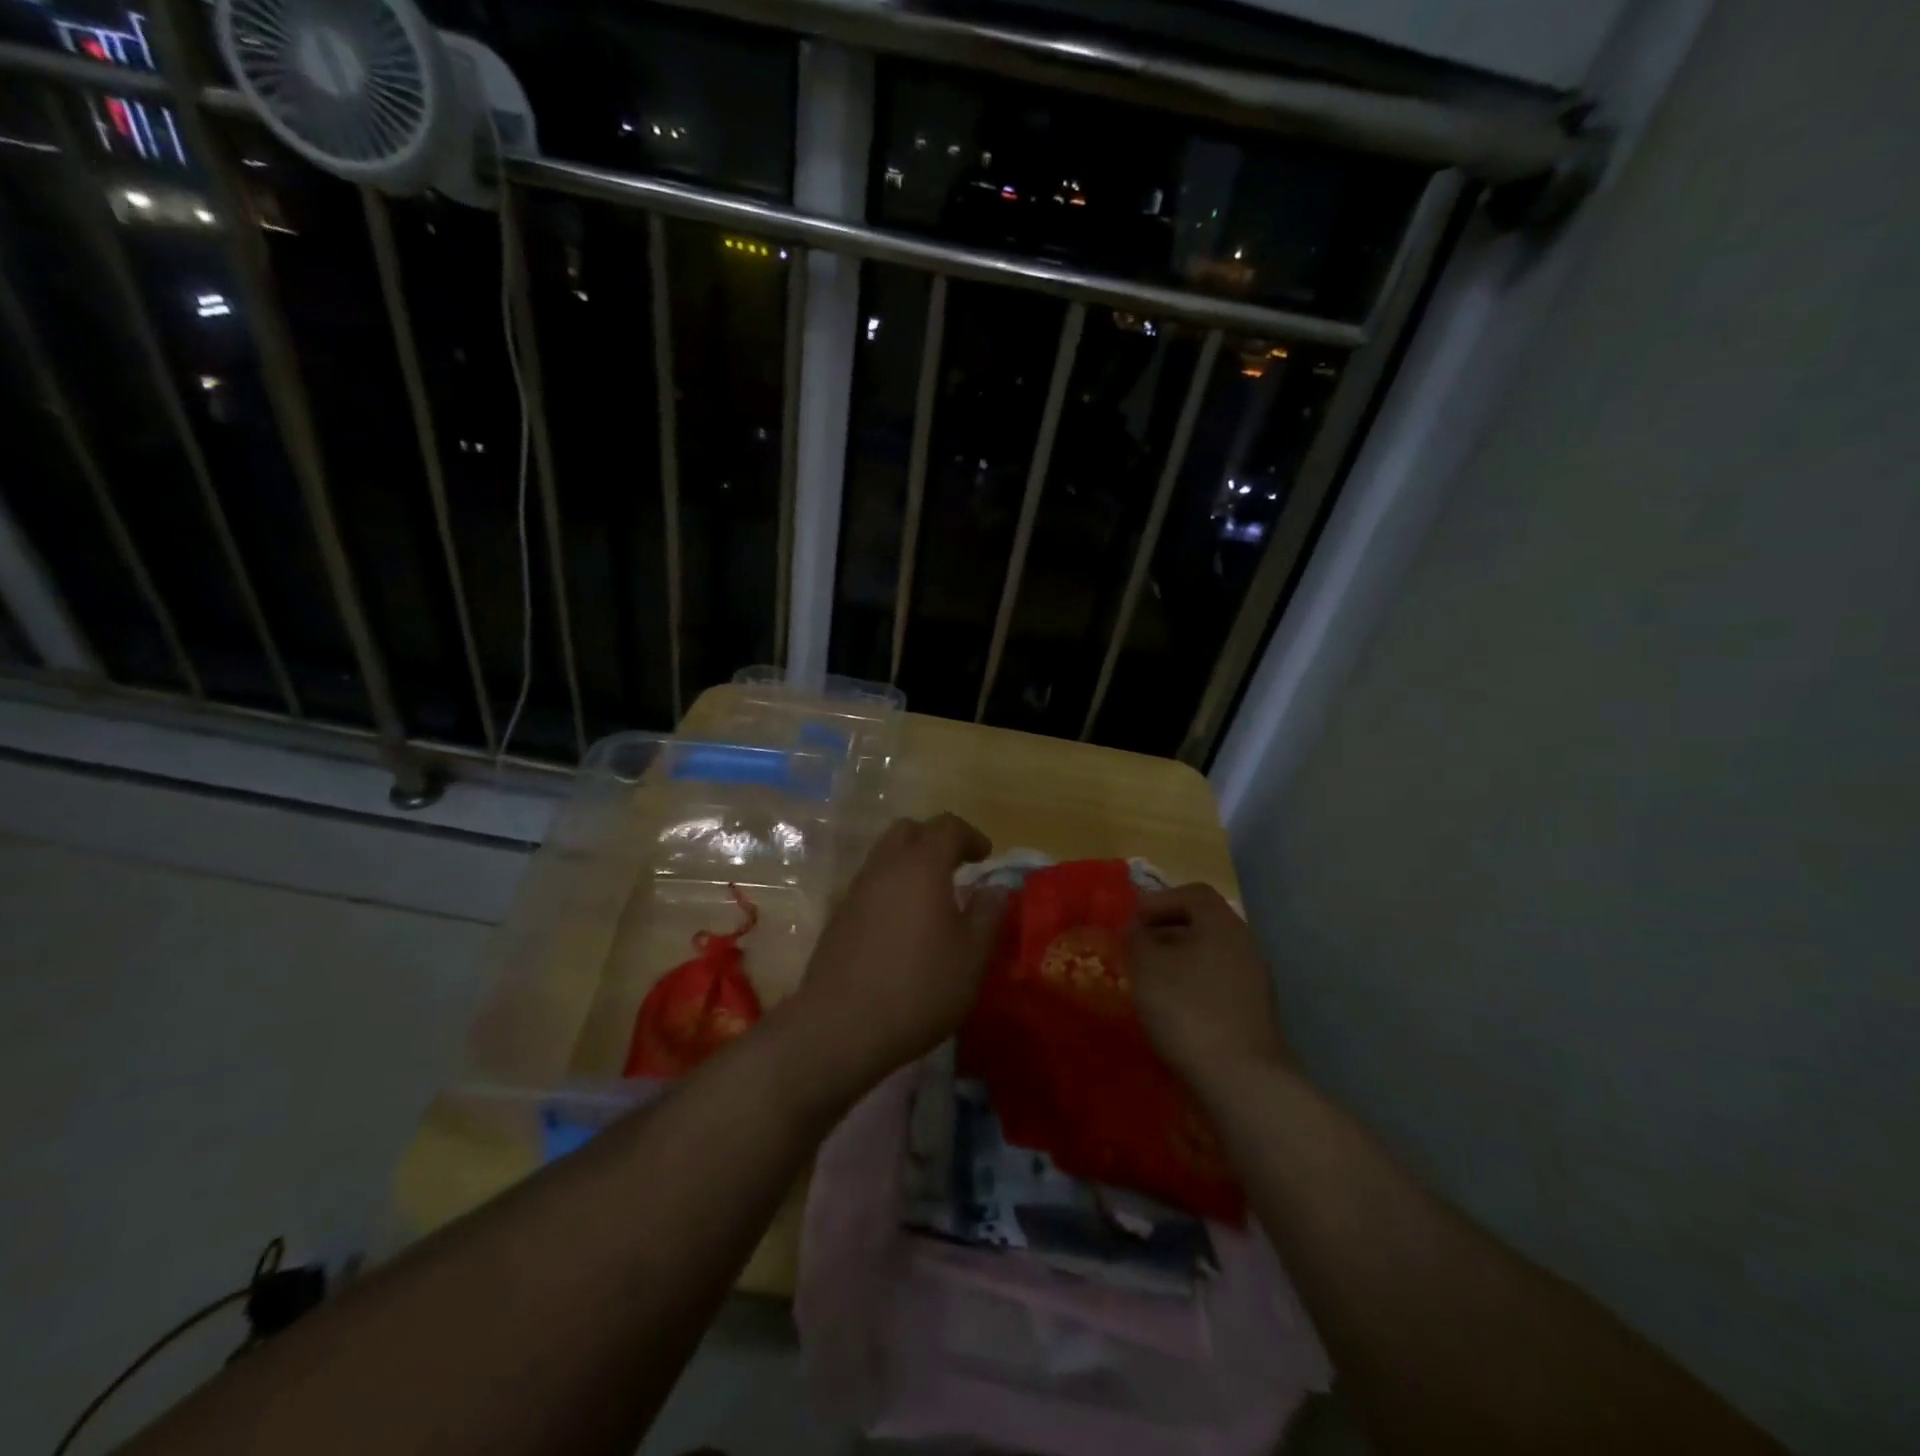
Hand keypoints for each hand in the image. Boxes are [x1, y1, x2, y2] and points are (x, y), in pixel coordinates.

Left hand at [788, 814, 1005, 1091]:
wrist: (841, 1026)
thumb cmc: (919, 987)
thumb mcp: (971, 956)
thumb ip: (987, 914)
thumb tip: (994, 888)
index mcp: (921, 865)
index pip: (947, 826)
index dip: (970, 836)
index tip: (986, 857)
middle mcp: (884, 866)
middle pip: (908, 831)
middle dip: (934, 840)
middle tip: (957, 867)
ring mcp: (855, 890)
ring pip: (884, 856)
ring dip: (910, 864)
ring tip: (931, 898)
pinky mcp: (838, 917)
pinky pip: (870, 885)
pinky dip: (890, 889)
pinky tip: (903, 925)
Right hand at [1129, 884, 1292, 1091]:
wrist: (1240, 1080)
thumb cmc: (1188, 1009)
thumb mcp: (1147, 966)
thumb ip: (1136, 938)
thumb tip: (1135, 927)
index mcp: (1222, 924)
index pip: (1193, 893)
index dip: (1159, 901)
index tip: (1133, 923)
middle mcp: (1244, 945)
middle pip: (1203, 924)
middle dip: (1166, 933)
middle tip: (1136, 951)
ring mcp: (1254, 981)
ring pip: (1210, 956)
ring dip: (1178, 962)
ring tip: (1149, 982)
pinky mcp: (1253, 1014)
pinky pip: (1217, 984)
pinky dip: (1193, 987)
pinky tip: (1172, 1010)